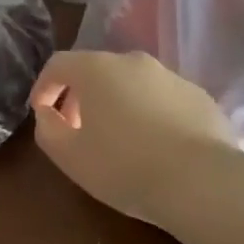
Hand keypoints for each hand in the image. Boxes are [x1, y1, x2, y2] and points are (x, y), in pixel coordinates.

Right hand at [30, 51, 236, 224]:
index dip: (44, 87)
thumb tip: (48, 113)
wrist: (202, 183)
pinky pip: (163, 99)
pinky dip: (151, 114)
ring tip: (120, 141)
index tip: (42, 113)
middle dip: (81, 96)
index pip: (58, 64)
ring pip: (132, 84)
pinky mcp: (199, 96)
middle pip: (96, 71)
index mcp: (96, 68)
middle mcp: (132, 61)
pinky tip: (156, 146)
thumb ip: (47, 128)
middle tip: (78, 130)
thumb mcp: (69, 156)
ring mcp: (170, 76)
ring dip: (118, 104)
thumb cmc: (124, 166)